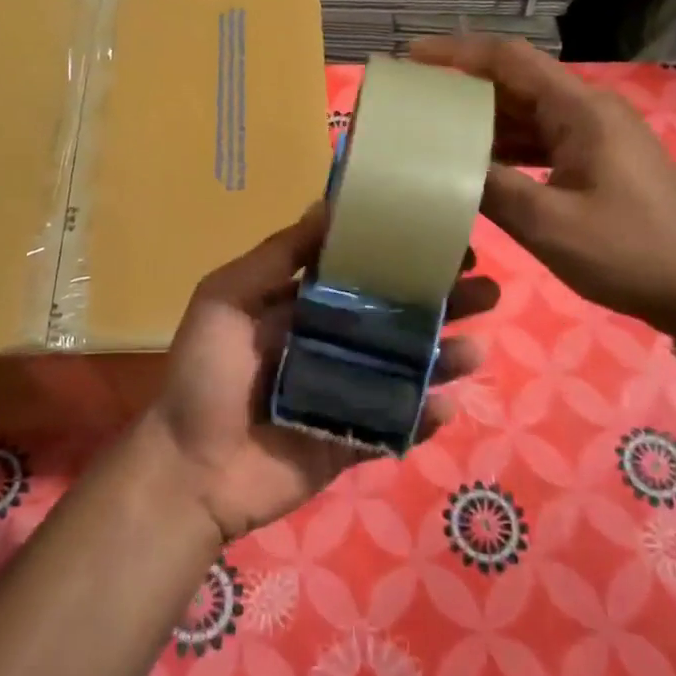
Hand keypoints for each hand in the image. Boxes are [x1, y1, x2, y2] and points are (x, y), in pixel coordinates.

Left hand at [150, 205, 499, 543]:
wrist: (189, 470)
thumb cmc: (205, 375)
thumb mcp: (226, 298)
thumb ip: (277, 257)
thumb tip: (327, 205)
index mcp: (302, 307)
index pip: (363, 274)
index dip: (401, 258)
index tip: (445, 241)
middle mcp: (330, 344)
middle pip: (395, 319)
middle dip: (440, 303)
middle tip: (486, 289)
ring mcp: (345, 394)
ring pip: (405, 369)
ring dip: (444, 356)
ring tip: (477, 346)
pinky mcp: (352, 440)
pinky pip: (397, 425)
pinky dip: (424, 416)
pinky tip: (447, 402)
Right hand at [409, 36, 675, 348]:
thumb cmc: (628, 252)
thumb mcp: (548, 223)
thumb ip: (490, 188)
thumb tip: (439, 165)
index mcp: (580, 110)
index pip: (510, 60)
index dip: (458, 52)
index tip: (413, 57)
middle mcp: (588, 111)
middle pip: (516, 84)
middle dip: (464, 89)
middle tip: (413, 103)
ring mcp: (597, 137)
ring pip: (528, 115)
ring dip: (484, 122)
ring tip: (432, 132)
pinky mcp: (599, 162)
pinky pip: (542, 142)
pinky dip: (507, 149)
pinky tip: (477, 166)